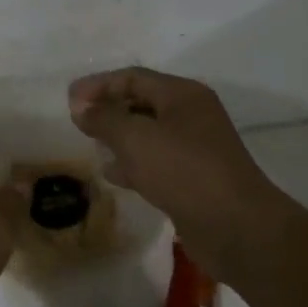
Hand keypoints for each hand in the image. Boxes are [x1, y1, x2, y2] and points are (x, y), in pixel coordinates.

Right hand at [67, 66, 283, 257]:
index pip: (133, 77)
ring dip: (118, 137)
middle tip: (78, 121)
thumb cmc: (184, 171)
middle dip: (108, 109)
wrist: (237, 228)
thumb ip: (104, 119)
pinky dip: (133, 162)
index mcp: (183, 95)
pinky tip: (113, 174)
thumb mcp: (135, 138)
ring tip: (91, 145)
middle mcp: (191, 115)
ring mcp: (196, 148)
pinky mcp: (195, 178)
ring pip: (148, 133)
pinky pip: (156, 160)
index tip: (69, 99)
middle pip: (141, 102)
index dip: (98, 85)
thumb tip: (81, 109)